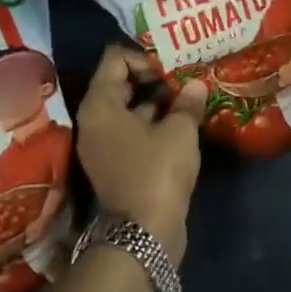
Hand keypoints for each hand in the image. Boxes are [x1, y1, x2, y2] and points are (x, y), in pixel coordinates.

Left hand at [76, 48, 204, 261]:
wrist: (143, 235)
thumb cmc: (157, 172)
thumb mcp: (179, 131)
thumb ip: (187, 102)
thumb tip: (197, 85)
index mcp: (100, 105)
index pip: (115, 59)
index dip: (145, 56)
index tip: (173, 67)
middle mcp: (94, 120)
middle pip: (120, 82)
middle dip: (154, 77)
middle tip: (186, 77)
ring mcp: (103, 144)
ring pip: (129, 107)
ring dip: (157, 100)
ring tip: (190, 96)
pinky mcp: (116, 163)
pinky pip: (133, 130)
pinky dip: (154, 122)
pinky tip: (183, 122)